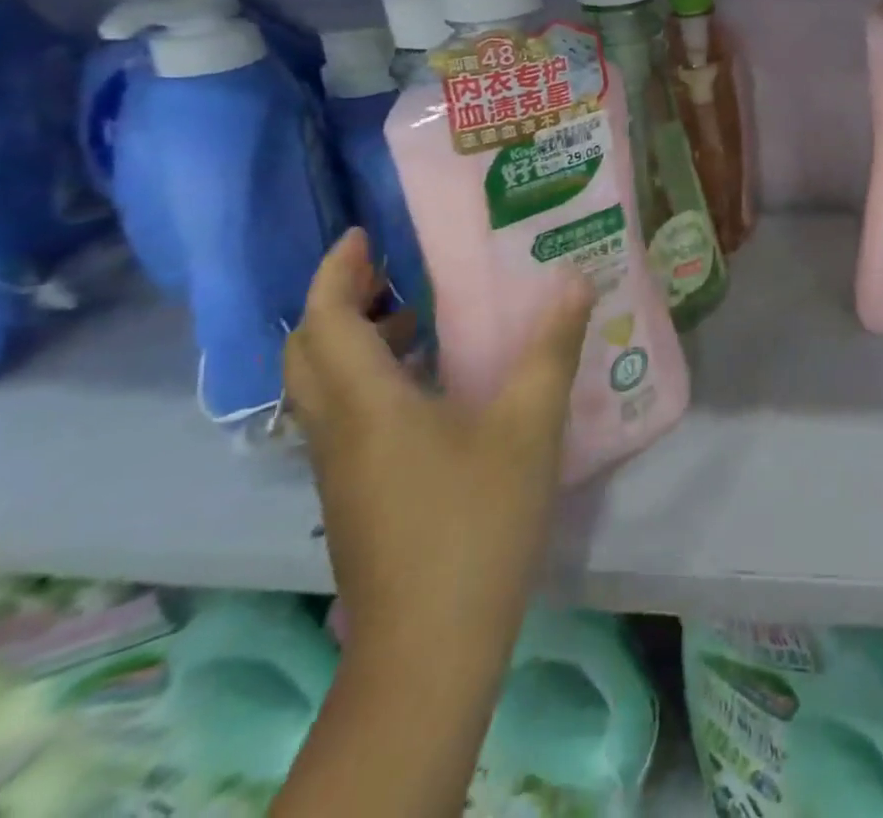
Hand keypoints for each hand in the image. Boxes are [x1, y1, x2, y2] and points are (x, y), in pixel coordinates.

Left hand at [284, 229, 594, 652]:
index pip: (323, 320)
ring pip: (323, 388)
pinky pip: (345, 418)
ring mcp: (339, 470)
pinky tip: (434, 389)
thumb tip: (574, 279)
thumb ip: (552, 347)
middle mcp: (338, 430)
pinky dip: (371, 382)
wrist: (431, 647)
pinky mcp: (355, 498)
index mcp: (367, 404)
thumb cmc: (476, 522)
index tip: (365, 235)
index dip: (336, 271)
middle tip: (392, 274)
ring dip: (355, 342)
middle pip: (308, 352)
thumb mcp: (528, 425)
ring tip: (418, 321)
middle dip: (340, 302)